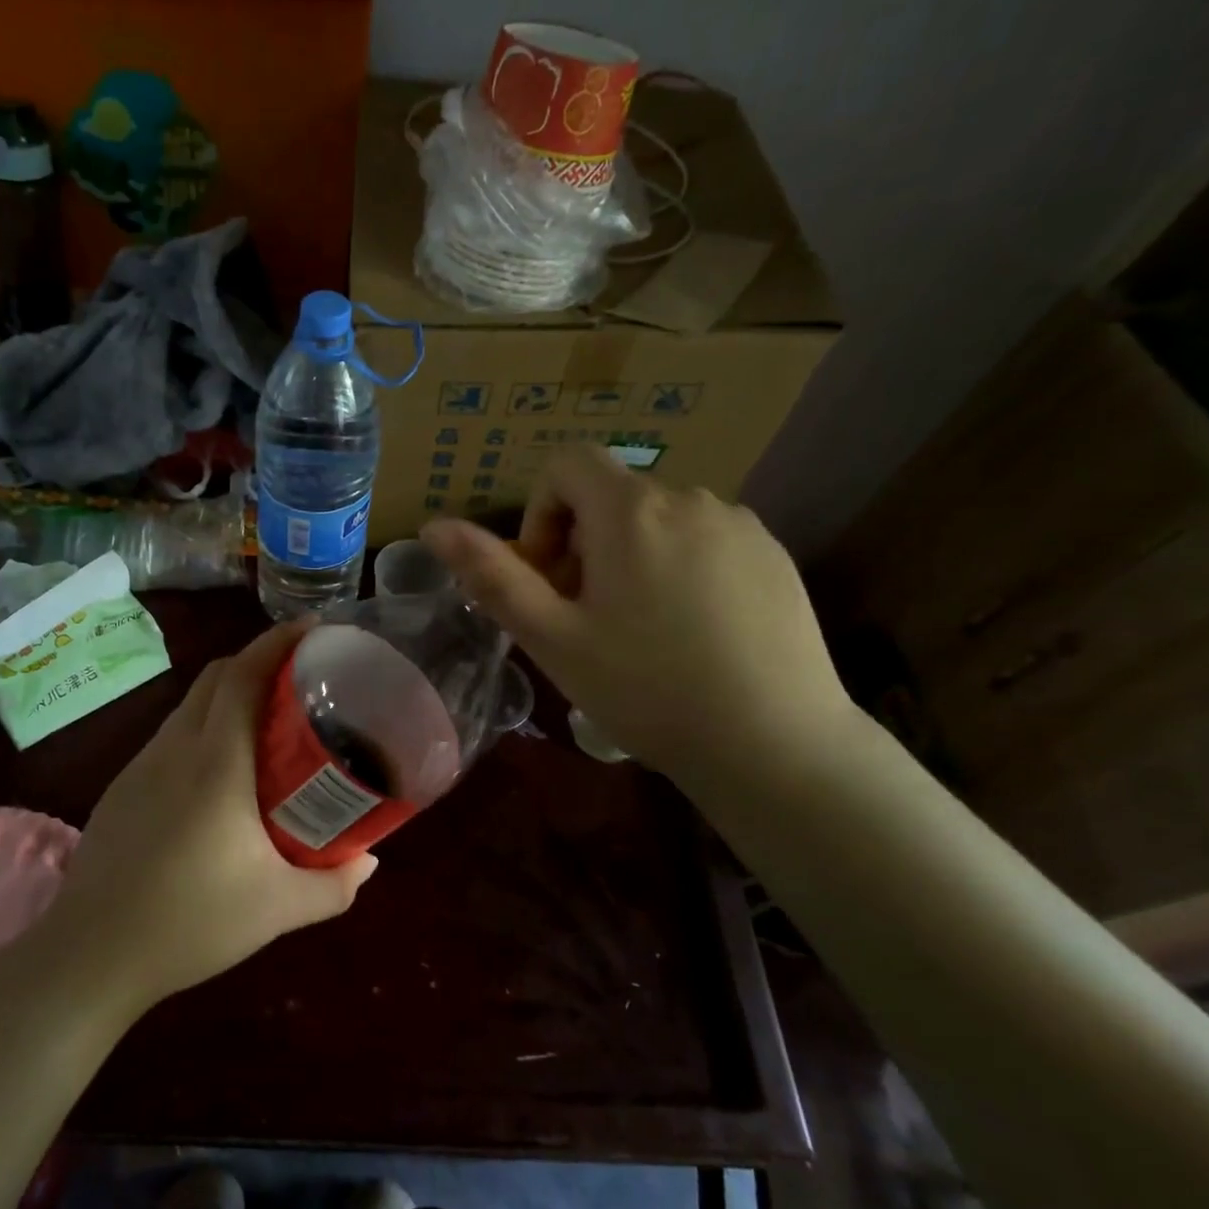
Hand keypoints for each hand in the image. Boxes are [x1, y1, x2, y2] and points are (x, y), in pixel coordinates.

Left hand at [44, 621, 378, 1010]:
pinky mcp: (123, 787)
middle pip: (217, 676)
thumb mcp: (278, 909)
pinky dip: (204, 726)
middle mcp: (176, 748)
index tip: (313, 626)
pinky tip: (221, 772)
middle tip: (301, 676)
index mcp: (217, 762)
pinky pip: (172, 735)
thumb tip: (370, 862)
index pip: (245, 674)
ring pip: (191, 704)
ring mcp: (142, 764)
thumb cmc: (191, 923)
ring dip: (229, 693)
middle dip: (259, 660)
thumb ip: (334, 885)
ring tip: (267, 721)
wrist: (91, 955)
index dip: (278, 641)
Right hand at [421, 446, 855, 784]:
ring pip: (659, 519)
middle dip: (582, 543)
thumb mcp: (552, 636)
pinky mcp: (775, 555)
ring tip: (638, 629)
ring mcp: (741, 525)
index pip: (567, 464)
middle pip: (612, 496)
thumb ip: (491, 574)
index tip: (547, 575)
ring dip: (631, 555)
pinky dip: (679, 567)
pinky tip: (691, 632)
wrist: (774, 745)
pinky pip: (705, 540)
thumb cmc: (646, 688)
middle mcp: (690, 498)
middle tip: (584, 616)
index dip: (540, 512)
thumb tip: (433, 525)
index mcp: (631, 511)